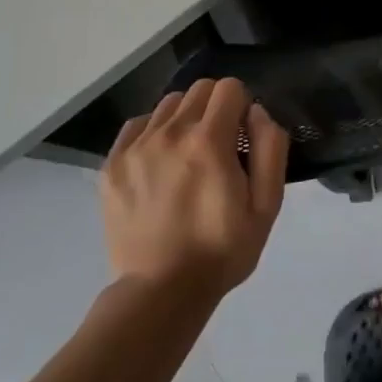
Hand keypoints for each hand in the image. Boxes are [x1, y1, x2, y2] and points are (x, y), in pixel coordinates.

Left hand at [102, 77, 288, 297]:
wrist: (160, 294)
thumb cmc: (221, 250)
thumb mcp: (266, 205)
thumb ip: (270, 147)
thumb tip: (256, 112)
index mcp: (209, 141)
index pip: (230, 88)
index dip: (242, 106)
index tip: (241, 137)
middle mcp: (169, 133)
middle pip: (199, 89)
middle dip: (216, 107)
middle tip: (218, 145)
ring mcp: (136, 148)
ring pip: (169, 104)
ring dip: (185, 118)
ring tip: (187, 155)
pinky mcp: (112, 165)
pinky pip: (137, 125)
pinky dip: (153, 132)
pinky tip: (160, 163)